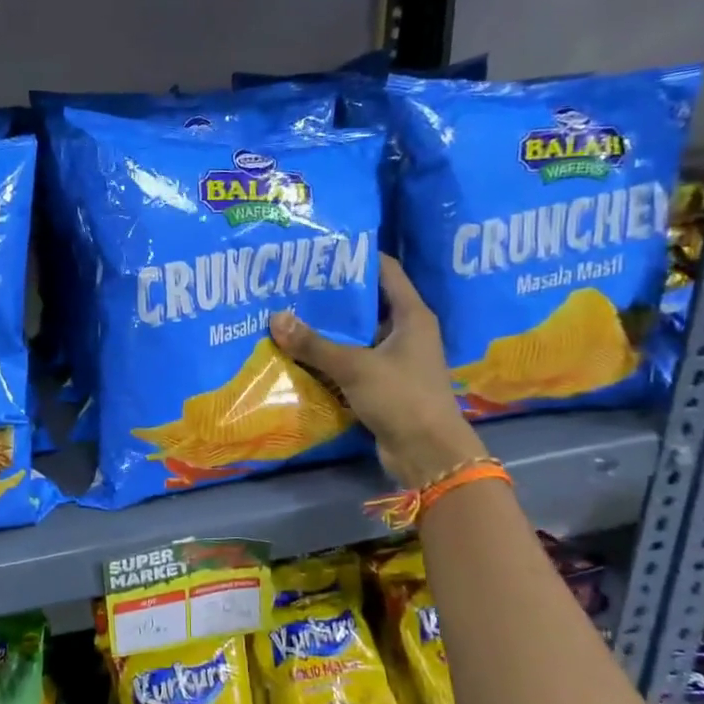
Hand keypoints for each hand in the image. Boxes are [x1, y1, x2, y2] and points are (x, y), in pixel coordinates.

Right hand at [270, 254, 487, 487]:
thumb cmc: (401, 398)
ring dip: (328, 329)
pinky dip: (331, 357)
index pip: (385, 270)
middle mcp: (406, 331)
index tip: (321, 249)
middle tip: (294, 283)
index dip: (356, 256)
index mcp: (412, 315)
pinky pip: (353, 362)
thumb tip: (275, 318)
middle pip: (367, 303)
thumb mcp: (355, 367)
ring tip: (290, 314)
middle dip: (333, 295)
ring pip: (357, 335)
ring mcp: (395, 359)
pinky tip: (300, 353)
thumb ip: (314, 344)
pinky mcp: (383, 384)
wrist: (428, 454)